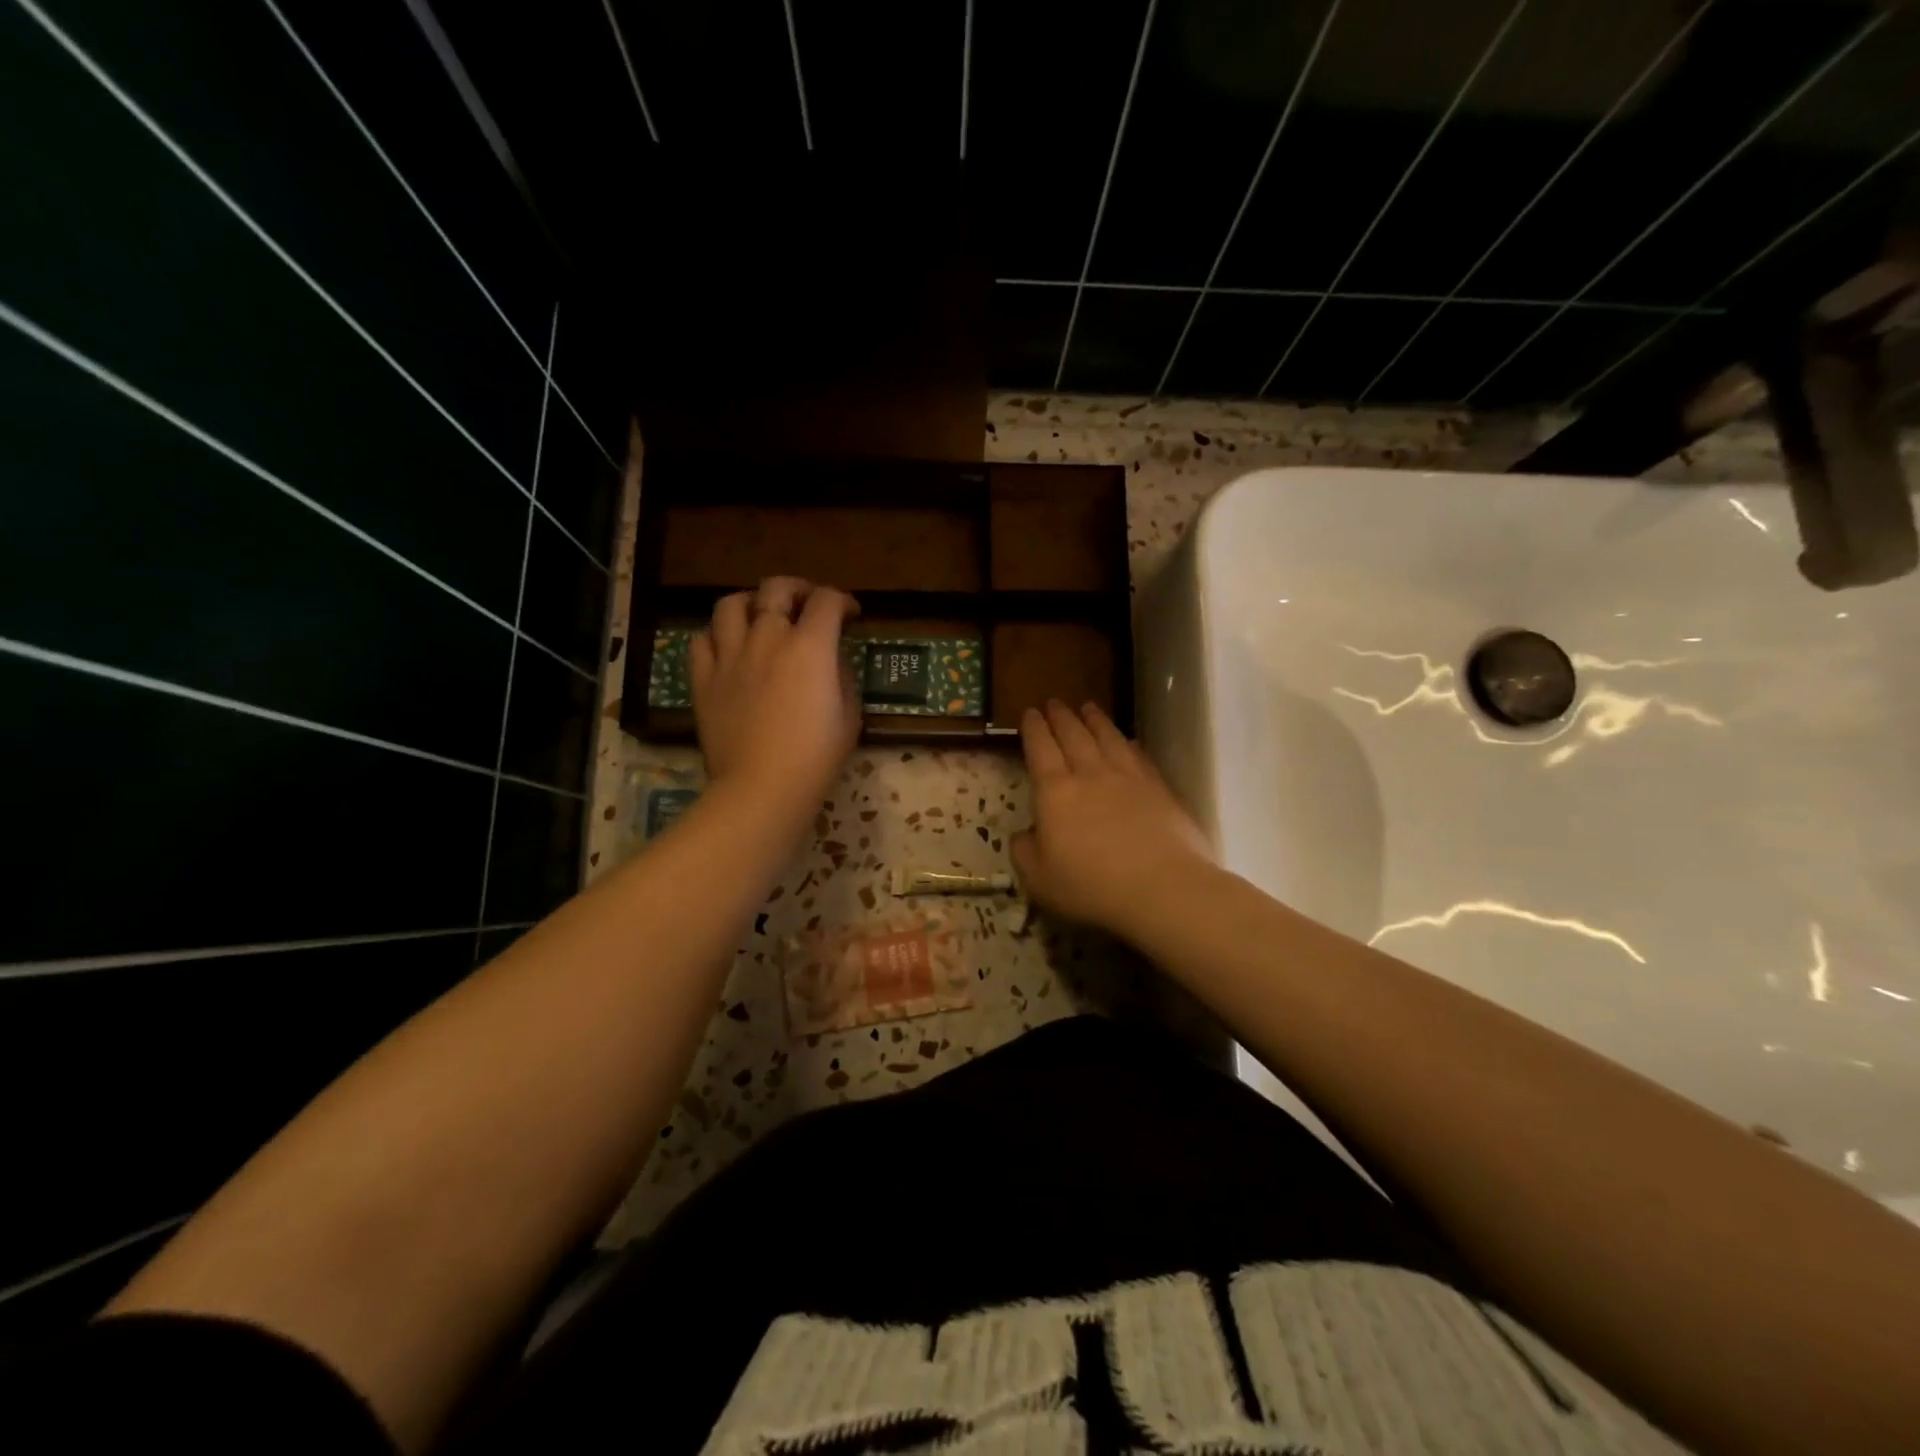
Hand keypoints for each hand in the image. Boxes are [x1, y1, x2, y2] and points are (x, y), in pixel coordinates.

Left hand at [690, 577, 860, 820]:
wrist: (762, 788)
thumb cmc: (816, 758)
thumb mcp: (849, 717)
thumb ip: (842, 678)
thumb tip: (832, 661)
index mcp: (809, 647)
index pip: (827, 601)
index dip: (843, 601)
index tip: (851, 616)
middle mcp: (767, 639)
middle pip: (777, 588)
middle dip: (798, 589)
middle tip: (807, 605)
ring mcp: (730, 657)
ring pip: (731, 605)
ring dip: (751, 603)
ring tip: (760, 616)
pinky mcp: (703, 679)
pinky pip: (702, 640)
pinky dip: (717, 636)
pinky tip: (728, 649)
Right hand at [1011, 701, 1217, 938]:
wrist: (1162, 887)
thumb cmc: (1091, 886)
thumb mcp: (1039, 879)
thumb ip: (1024, 851)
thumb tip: (1024, 833)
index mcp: (1055, 792)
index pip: (1040, 749)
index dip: (1033, 729)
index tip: (1030, 712)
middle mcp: (1090, 774)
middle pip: (1073, 735)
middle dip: (1061, 717)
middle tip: (1054, 702)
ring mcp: (1128, 778)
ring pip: (1108, 737)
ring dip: (1095, 720)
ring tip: (1088, 707)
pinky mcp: (1159, 788)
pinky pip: (1138, 756)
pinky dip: (1128, 743)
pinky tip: (1127, 740)